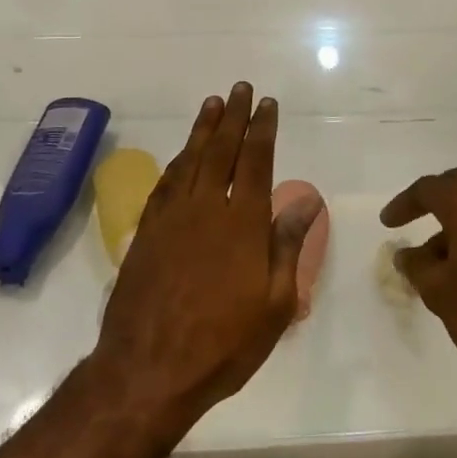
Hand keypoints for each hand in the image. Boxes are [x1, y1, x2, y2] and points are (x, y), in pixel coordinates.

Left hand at [90, 83, 318, 434]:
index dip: (262, 130)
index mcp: (243, 224)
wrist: (148, 369)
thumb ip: (288, 246)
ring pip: (191, 160)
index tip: (267, 104)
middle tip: (240, 88)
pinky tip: (182, 154)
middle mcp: (207, 209)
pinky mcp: (147, 232)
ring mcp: (172, 217)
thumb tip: (309, 199)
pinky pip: (165, 183)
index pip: (256, 162)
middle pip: (222, 150)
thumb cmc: (223, 343)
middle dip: (234, 117)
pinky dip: (177, 162)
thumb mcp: (274, 304)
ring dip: (203, 129)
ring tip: (213, 104)